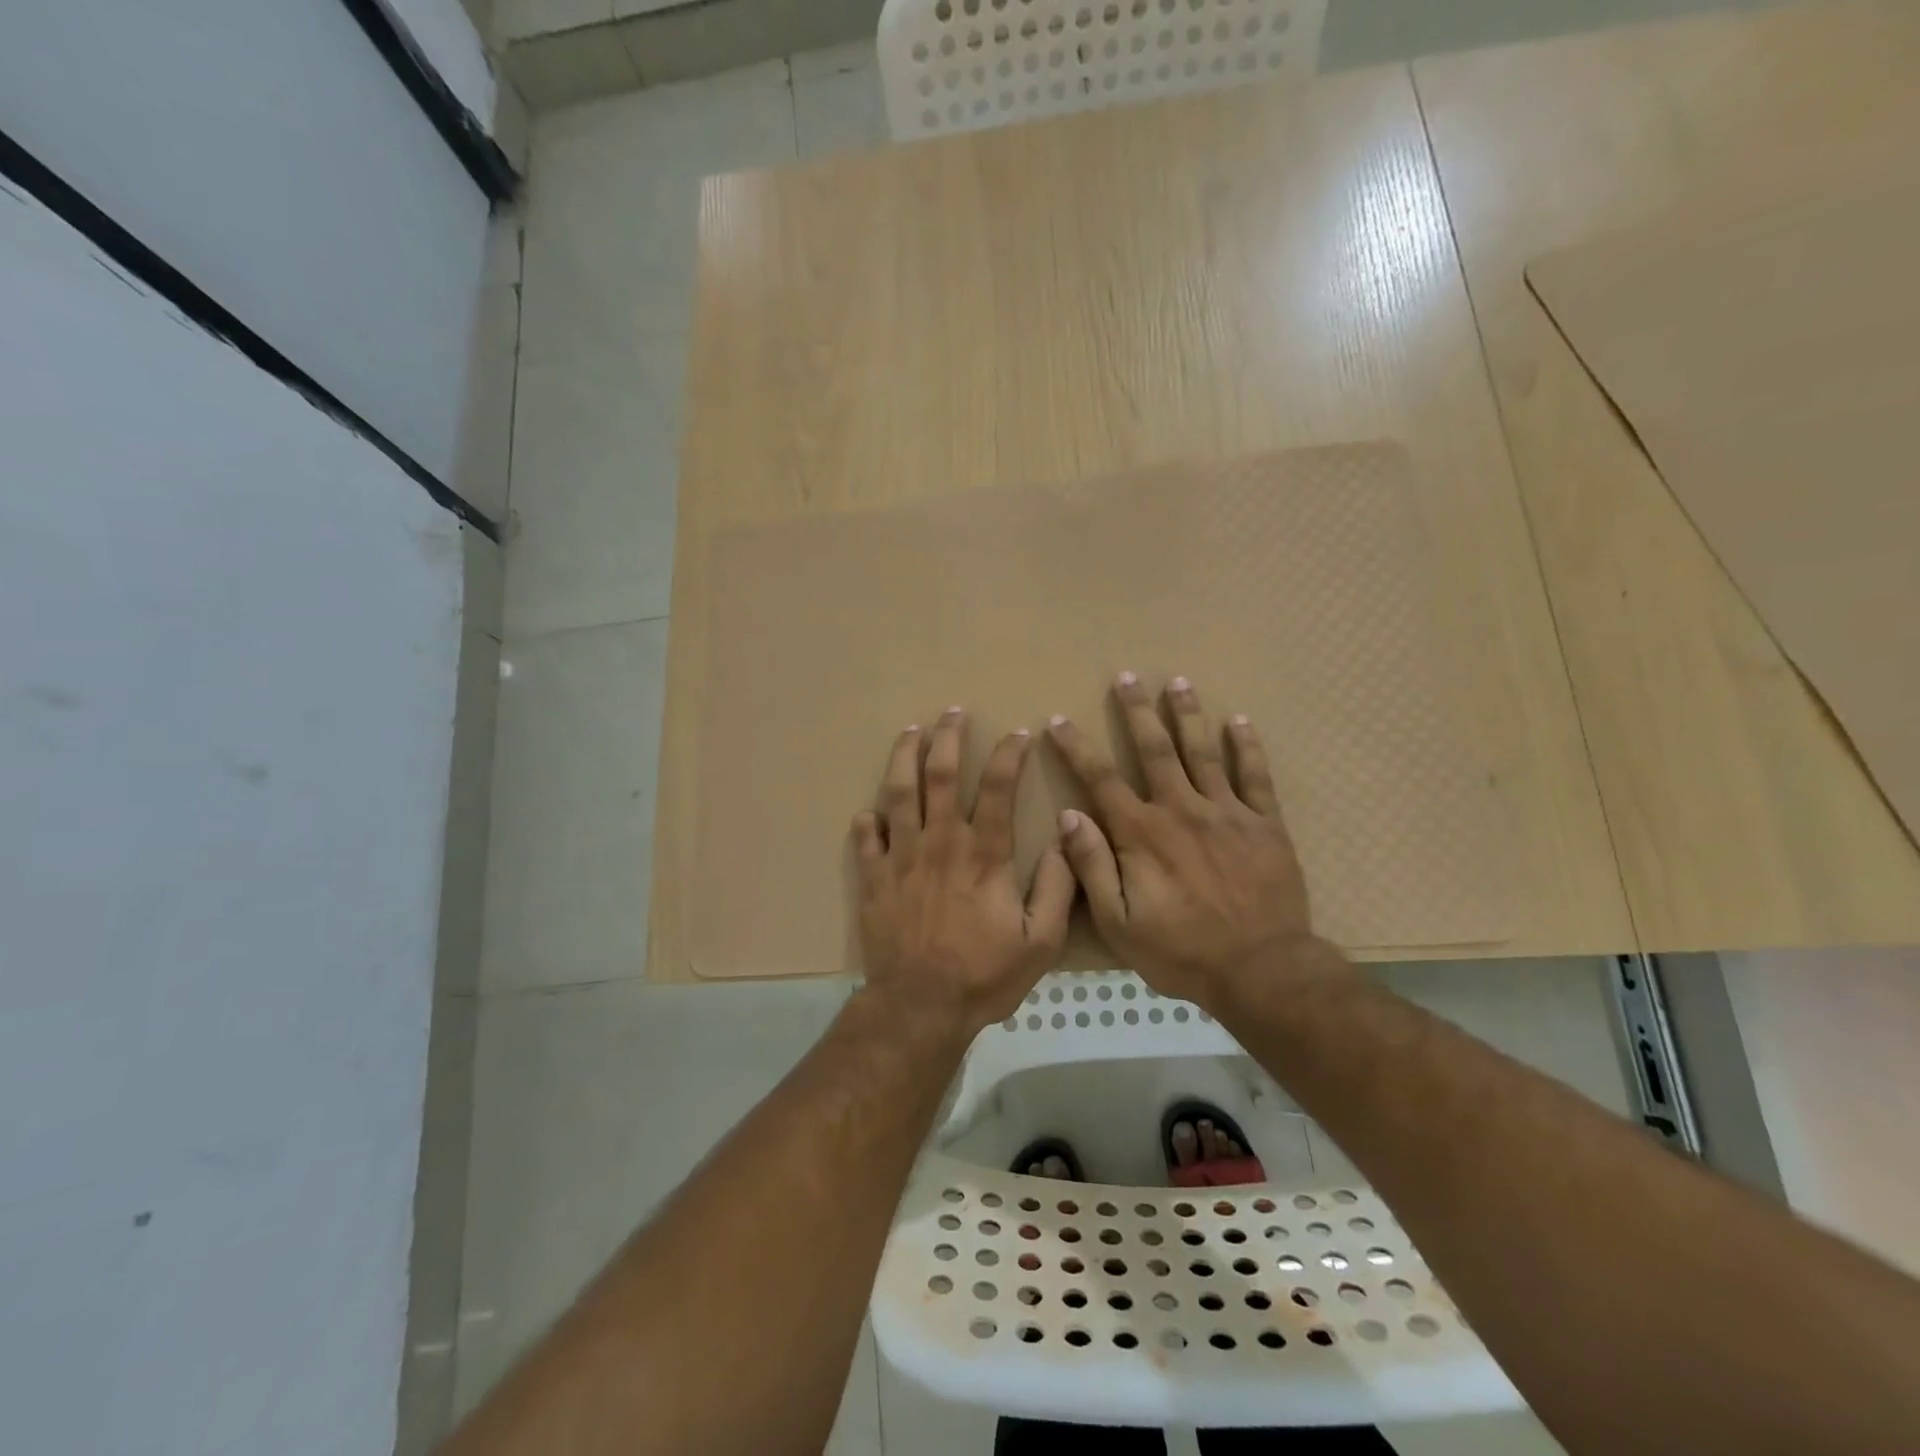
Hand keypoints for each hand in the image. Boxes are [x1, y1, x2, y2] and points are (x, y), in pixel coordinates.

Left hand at [852, 707, 1074, 1036]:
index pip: (999, 787)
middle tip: (952, 712)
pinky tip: (870, 811)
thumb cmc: (984, 975)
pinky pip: (866, 837)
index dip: (1010, 754)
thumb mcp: (1041, 941)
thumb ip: (1058, 888)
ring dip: (904, 757)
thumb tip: (1067, 840)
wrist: (920, 1006)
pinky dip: (868, 820)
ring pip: (900, 792)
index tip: (1019, 733)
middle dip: (948, 737)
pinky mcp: (873, 877)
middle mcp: (941, 841)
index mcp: (984, 853)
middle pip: (942, 774)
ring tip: (910, 732)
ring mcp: (901, 856)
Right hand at [1046, 673, 1340, 1011]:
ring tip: (1178, 682)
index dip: (1077, 747)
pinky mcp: (1266, 825)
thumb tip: (1069, 817)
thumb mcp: (1119, 923)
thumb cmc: (1182, 951)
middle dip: (1137, 711)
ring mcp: (1227, 813)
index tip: (1060, 720)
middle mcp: (1182, 810)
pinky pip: (1255, 777)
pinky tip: (1240, 722)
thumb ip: (1093, 867)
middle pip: (1155, 750)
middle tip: (1126, 677)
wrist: (1262, 971)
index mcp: (1142, 834)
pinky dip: (1247, 747)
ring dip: (1187, 714)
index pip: (1101, 779)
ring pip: (1203, 752)